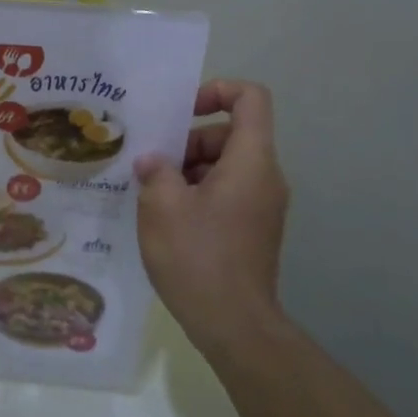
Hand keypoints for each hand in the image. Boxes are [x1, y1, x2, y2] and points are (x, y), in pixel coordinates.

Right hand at [134, 80, 289, 352]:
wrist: (234, 326)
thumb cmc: (198, 256)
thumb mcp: (162, 206)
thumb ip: (155, 171)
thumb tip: (154, 163)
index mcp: (250, 161)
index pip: (251, 98)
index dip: (217, 90)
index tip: (182, 112)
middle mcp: (265, 177)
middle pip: (230, 134)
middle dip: (189, 142)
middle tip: (152, 165)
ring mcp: (262, 205)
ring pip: (225, 165)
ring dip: (188, 170)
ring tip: (152, 194)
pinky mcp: (253, 229)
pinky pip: (227, 192)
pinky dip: (198, 193)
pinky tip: (166, 217)